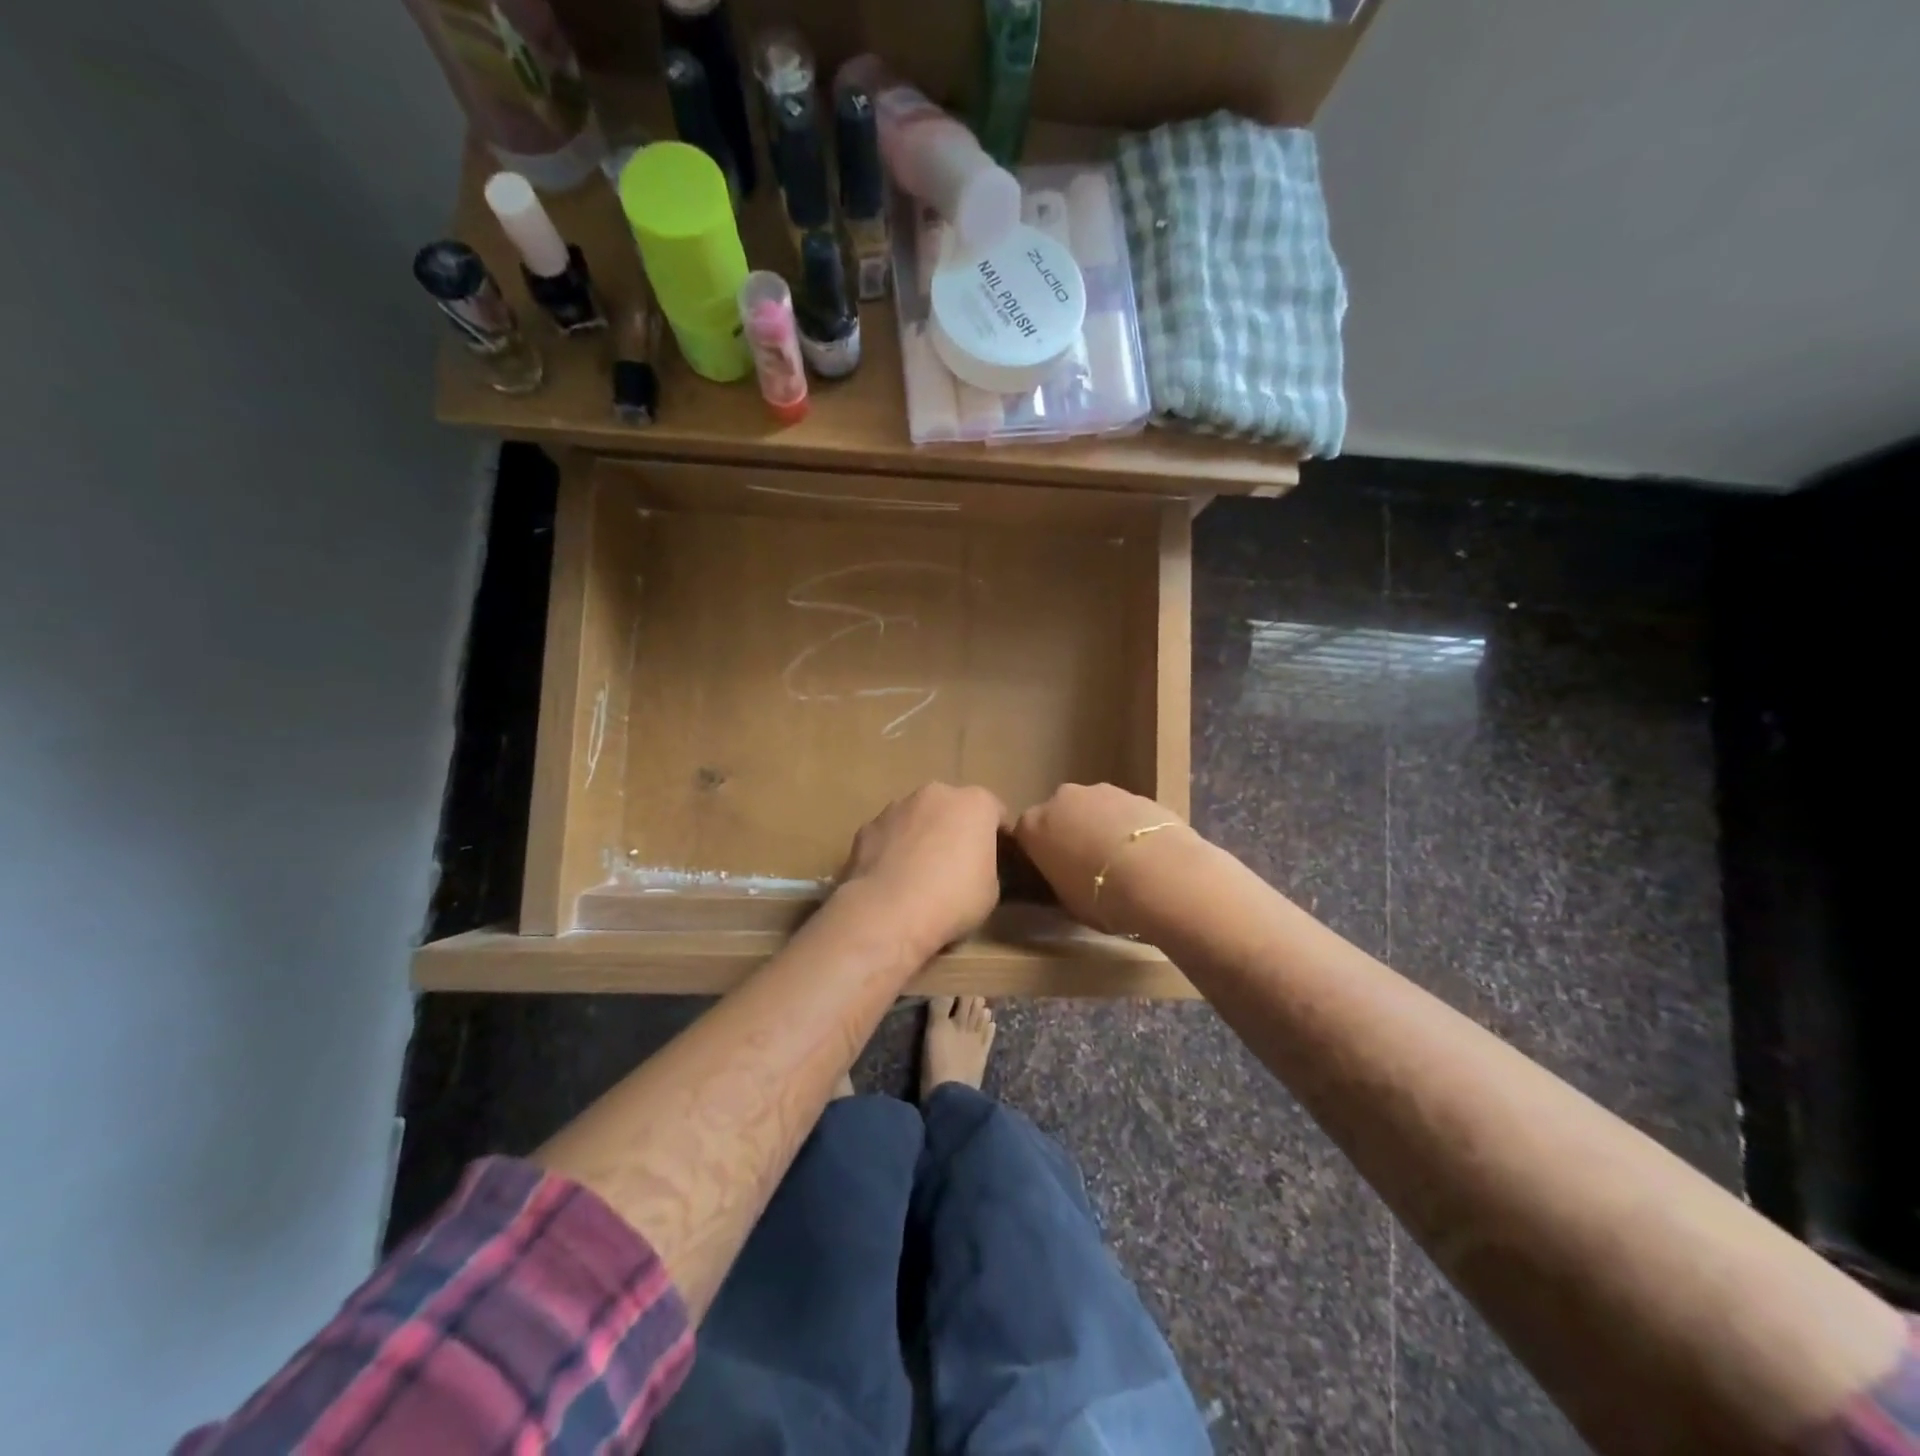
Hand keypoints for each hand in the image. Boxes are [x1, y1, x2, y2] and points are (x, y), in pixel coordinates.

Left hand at [838, 783, 1007, 953]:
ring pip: (918, 818)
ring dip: (922, 836)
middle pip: (953, 809)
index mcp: (975, 803)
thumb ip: (987, 866)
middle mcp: (937, 793)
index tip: (996, 862)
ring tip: (919, 874)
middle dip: (956, 830)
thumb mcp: (991, 891)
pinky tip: (892, 879)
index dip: (997, 838)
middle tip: (956, 866)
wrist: (888, 912)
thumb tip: (975, 867)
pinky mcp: (868, 826)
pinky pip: (889, 835)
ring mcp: (897, 806)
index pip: (995, 813)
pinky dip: (893, 849)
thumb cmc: (952, 899)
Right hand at [1013, 784, 1197, 931]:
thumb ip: (1058, 881)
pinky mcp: (1139, 794)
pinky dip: (1130, 828)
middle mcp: (1062, 798)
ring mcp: (1102, 791)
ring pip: (1094, 809)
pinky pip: (1125, 812)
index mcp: (1034, 825)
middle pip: (1060, 815)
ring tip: (1122, 863)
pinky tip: (1146, 855)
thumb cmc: (1102, 897)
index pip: (1025, 836)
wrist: (1162, 877)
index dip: (1039, 855)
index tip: (1052, 873)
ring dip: (1101, 828)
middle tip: (1087, 866)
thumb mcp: (1067, 902)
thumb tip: (1065, 878)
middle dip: (1070, 834)